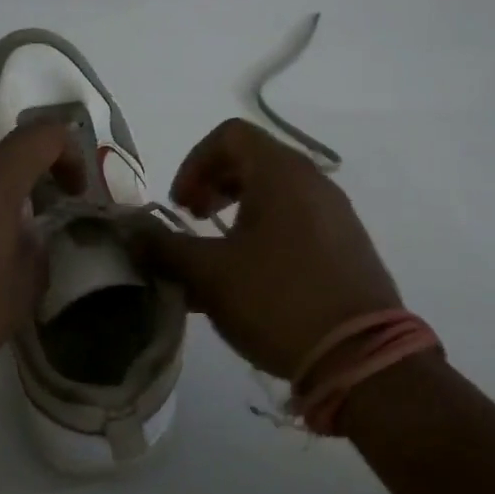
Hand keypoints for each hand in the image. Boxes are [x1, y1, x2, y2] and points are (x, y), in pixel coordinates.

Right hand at [133, 119, 401, 380]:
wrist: (363, 359)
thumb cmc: (278, 300)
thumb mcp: (209, 274)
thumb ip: (164, 248)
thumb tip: (131, 233)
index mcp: (281, 174)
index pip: (229, 135)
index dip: (194, 162)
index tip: (181, 205)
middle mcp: (313, 182)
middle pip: (252, 160)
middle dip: (212, 186)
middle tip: (193, 221)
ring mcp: (336, 214)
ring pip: (275, 193)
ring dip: (236, 213)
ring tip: (217, 254)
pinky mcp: (347, 246)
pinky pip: (296, 221)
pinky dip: (264, 232)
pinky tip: (250, 278)